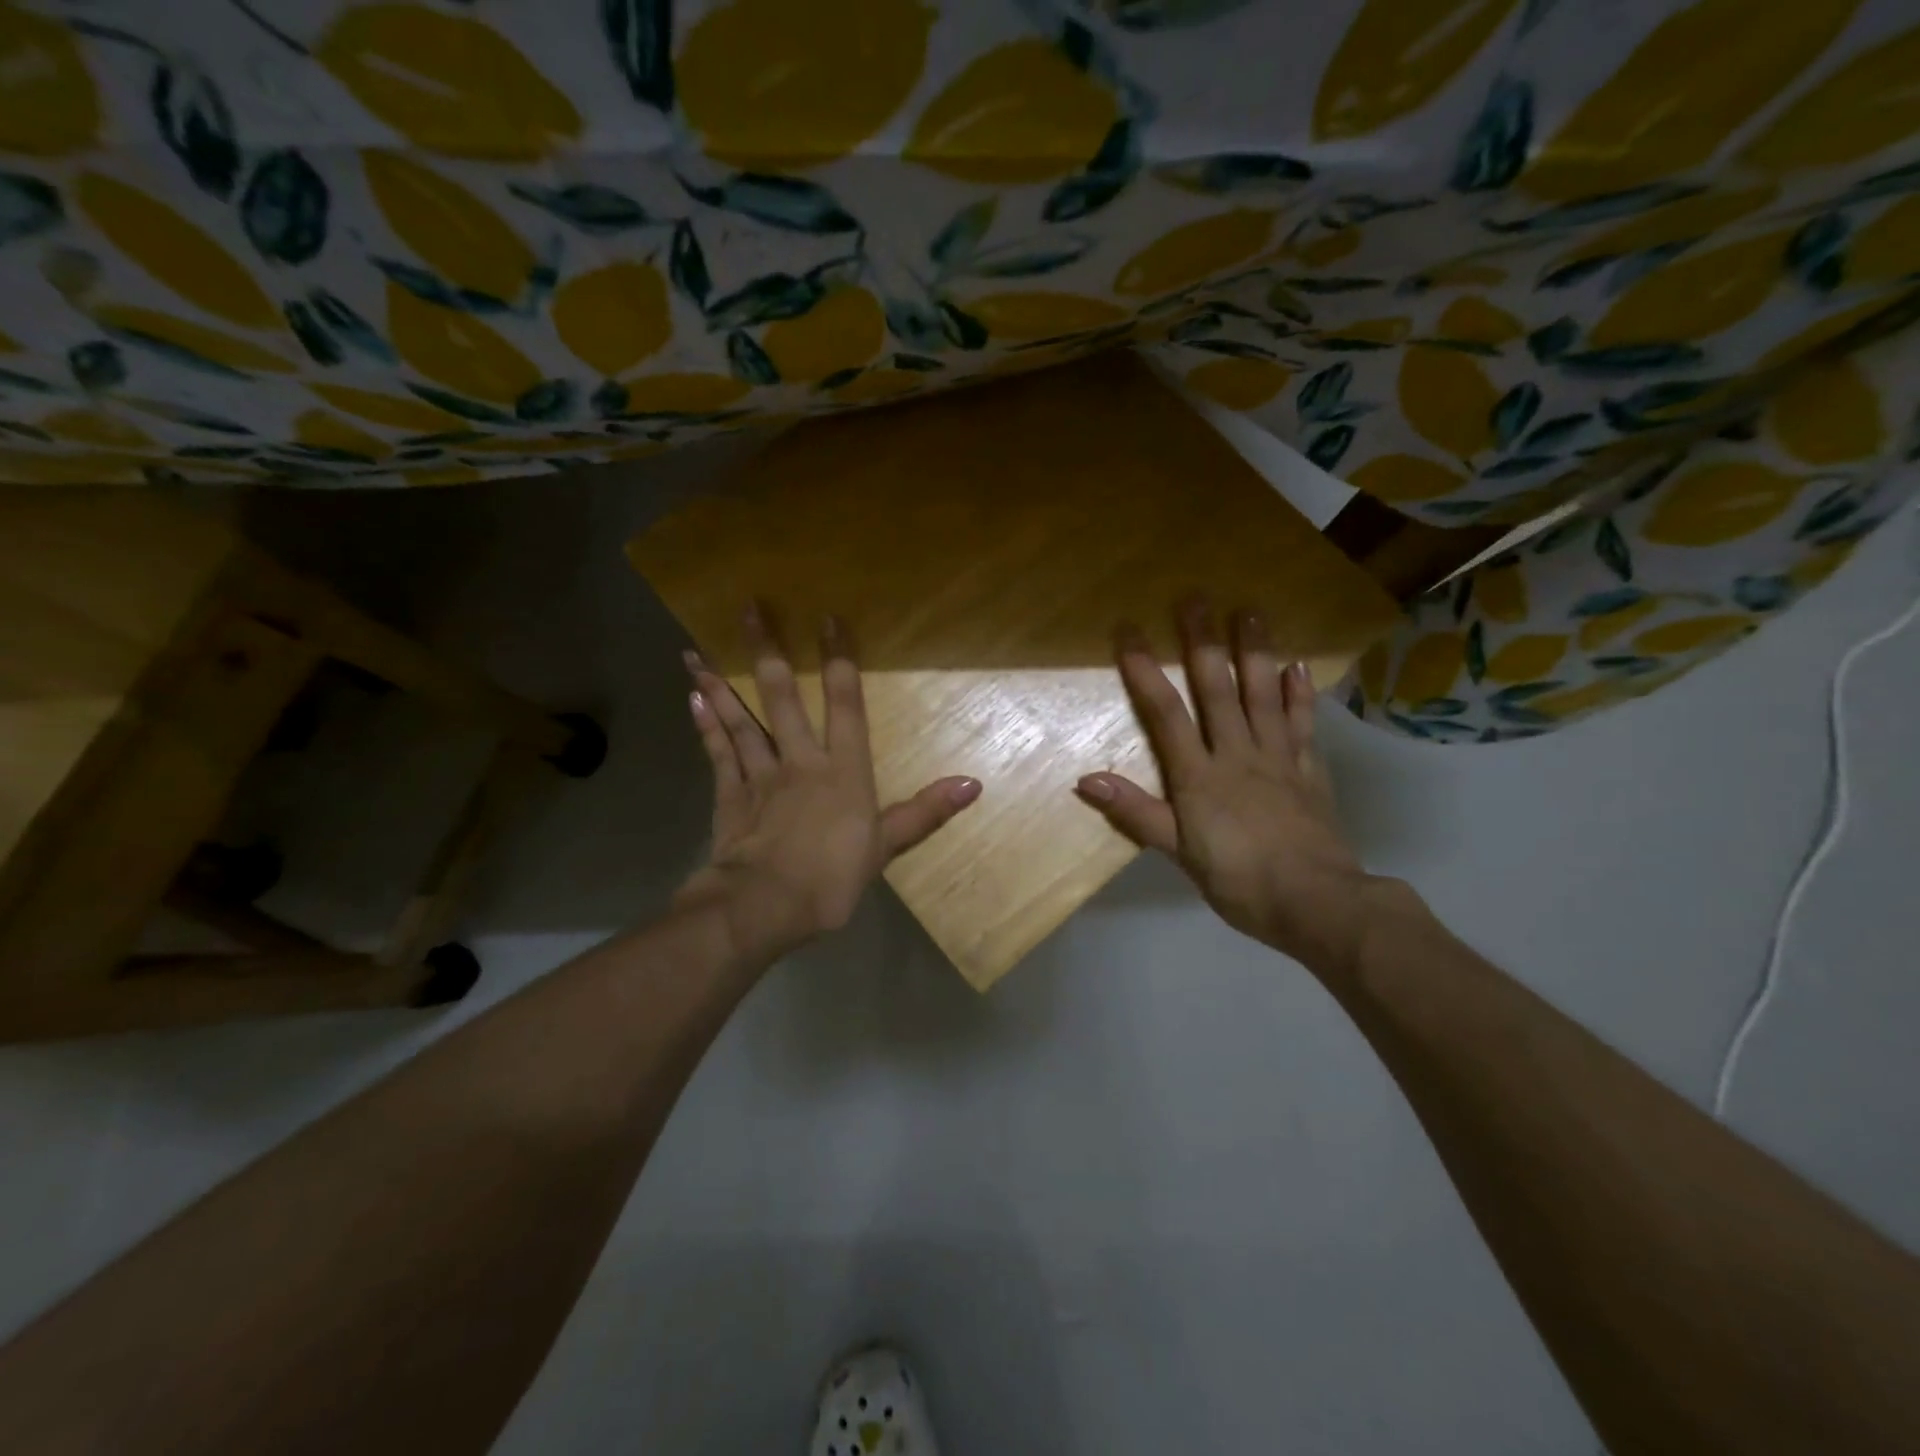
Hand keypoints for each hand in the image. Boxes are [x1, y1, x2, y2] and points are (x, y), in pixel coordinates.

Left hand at [676, 606, 981, 962]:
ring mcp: (760, 776)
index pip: (845, 706)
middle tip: (748, 609)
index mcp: (843, 771)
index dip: (839, 661)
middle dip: (767, 653)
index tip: (827, 619)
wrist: (766, 906)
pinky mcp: (730, 797)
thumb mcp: (887, 846)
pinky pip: (719, 755)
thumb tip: (973, 784)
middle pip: (783, 699)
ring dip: (720, 685)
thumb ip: (925, 811)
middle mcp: (800, 761)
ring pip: (740, 720)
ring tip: (696, 651)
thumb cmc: (832, 878)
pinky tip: (692, 700)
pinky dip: (706, 728)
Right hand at [1077, 602, 1382, 976]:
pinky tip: (1297, 666)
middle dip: (1203, 643)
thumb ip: (1135, 812)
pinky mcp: (1310, 770)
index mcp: (1199, 775)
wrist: (1315, 902)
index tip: (1129, 632)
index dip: (1145, 671)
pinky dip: (1299, 694)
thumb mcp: (1177, 852)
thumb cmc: (1238, 880)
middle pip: (1218, 689)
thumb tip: (1085, 779)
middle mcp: (1237, 753)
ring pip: (1263, 695)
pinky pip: (1303, 723)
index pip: (1166, 713)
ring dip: (1255, 651)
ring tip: (1250, 611)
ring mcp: (1278, 758)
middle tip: (1196, 598)